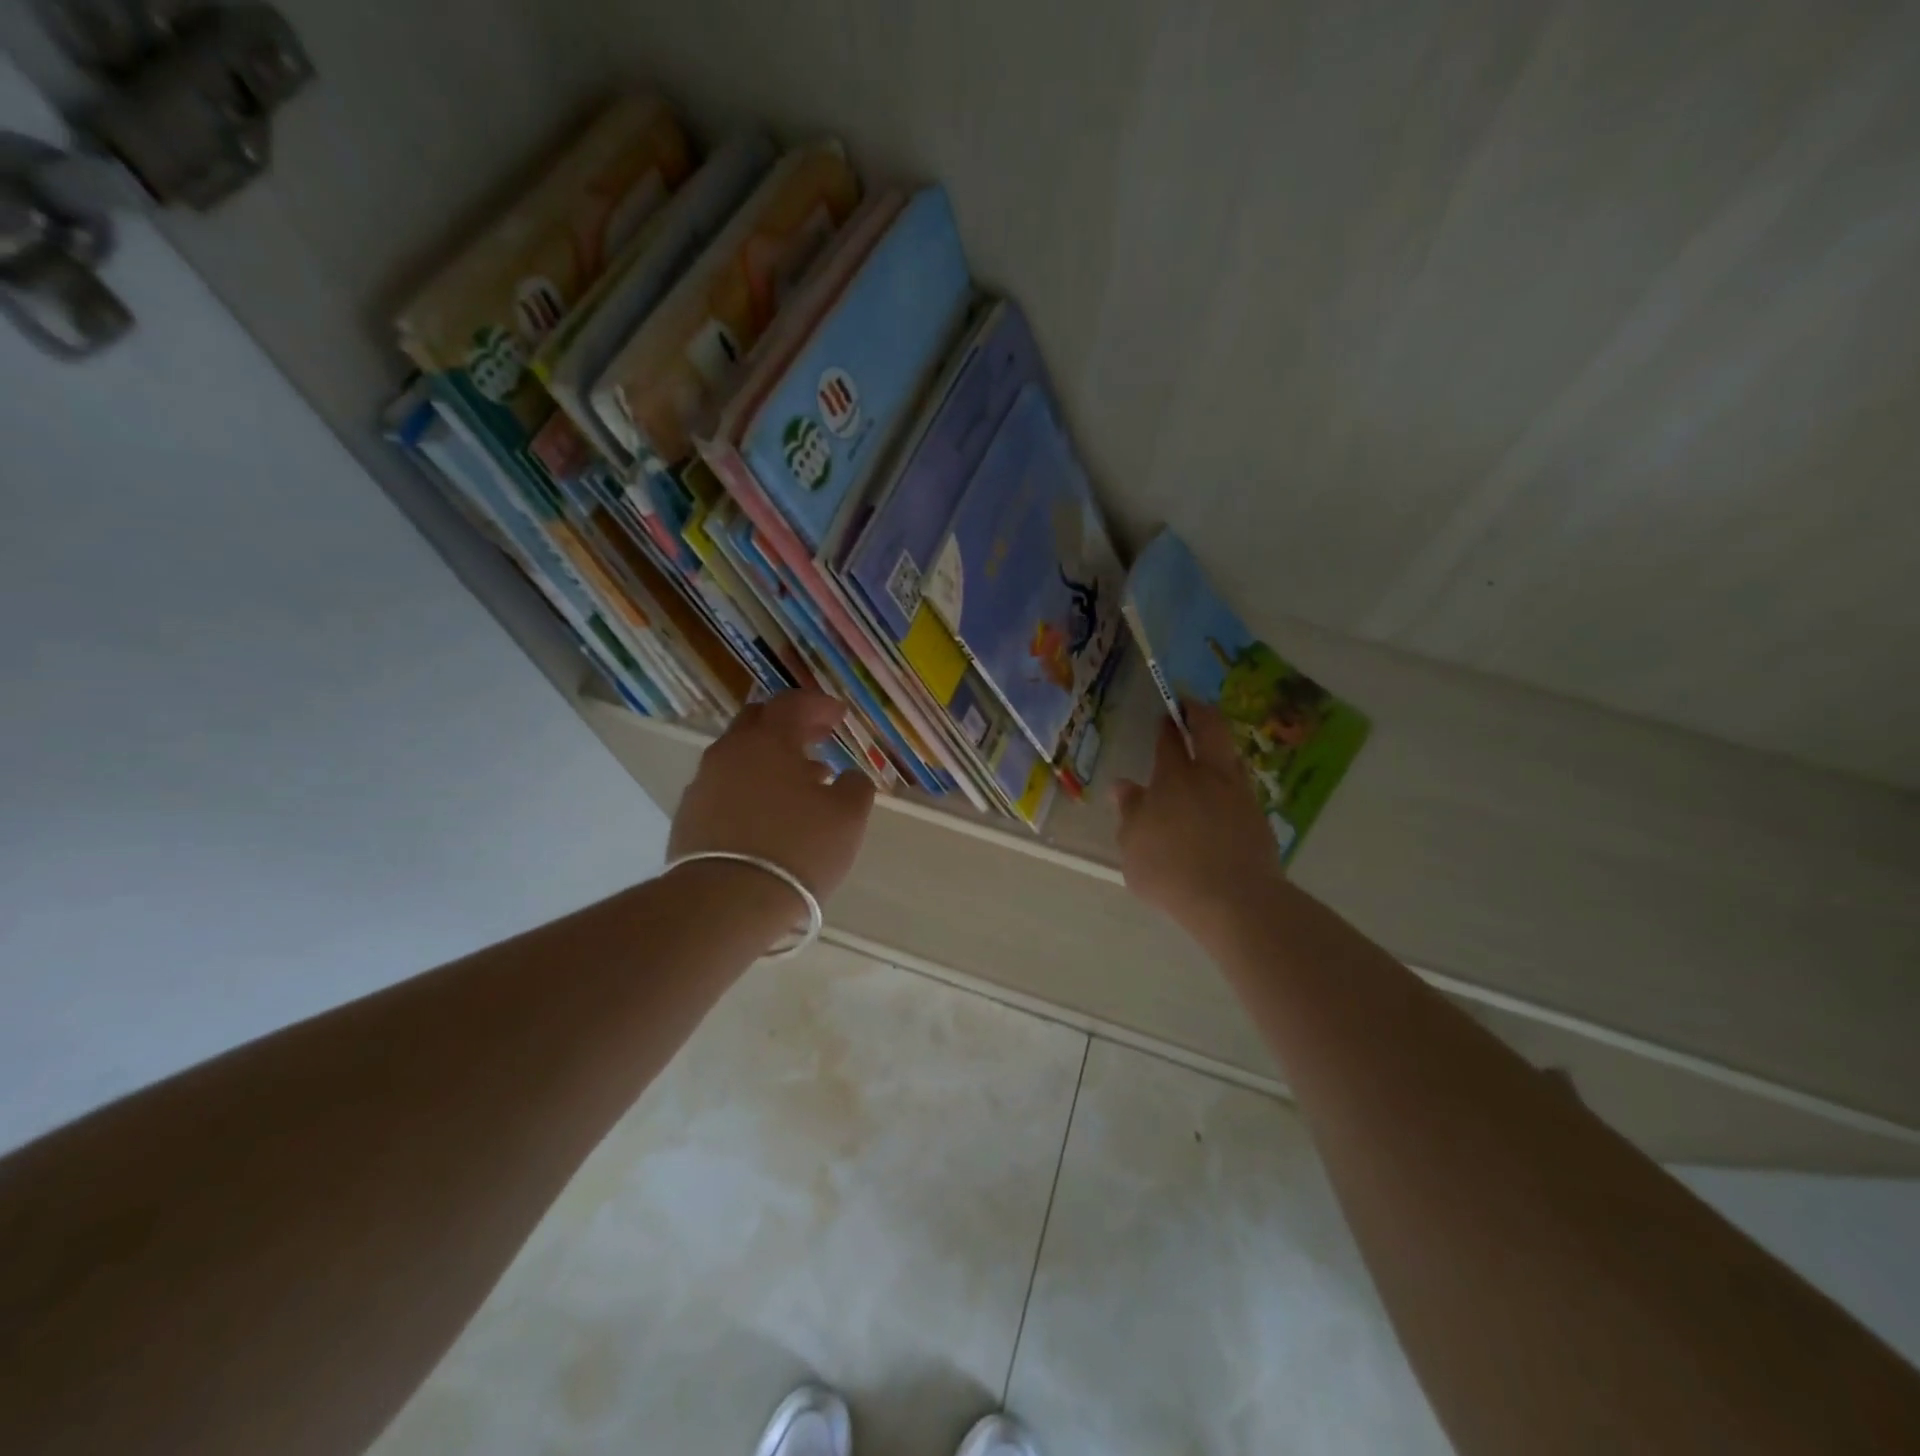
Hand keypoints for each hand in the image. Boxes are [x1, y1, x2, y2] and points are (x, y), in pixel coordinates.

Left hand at [668, 690, 877, 900]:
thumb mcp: (848, 817)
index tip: (839, 715)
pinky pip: (726, 785)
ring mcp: (704, 783)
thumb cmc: (797, 849)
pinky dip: (751, 785)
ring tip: (801, 781)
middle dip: (790, 723)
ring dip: (771, 758)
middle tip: (817, 736)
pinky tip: (770, 812)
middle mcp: (730, 751)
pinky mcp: (690, 815)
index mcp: (769, 740)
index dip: (819, 704)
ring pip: (740, 755)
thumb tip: (849, 776)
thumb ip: (855, 786)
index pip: (793, 703)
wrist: (725, 902)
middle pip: (759, 721)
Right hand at [1114, 702, 1283, 942]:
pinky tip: (1224, 799)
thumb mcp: (1132, 845)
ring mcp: (1240, 797)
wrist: (1234, 900)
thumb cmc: (1170, 870)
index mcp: (1174, 779)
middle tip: (1192, 708)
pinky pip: (1242, 790)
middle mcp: (1211, 778)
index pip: (1170, 742)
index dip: (1167, 726)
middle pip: (1212, 731)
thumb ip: (1129, 812)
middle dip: (1201, 714)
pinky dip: (1231, 784)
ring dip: (1220, 749)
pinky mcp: (1260, 820)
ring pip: (1232, 758)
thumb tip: (1122, 786)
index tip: (1166, 714)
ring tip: (1210, 753)